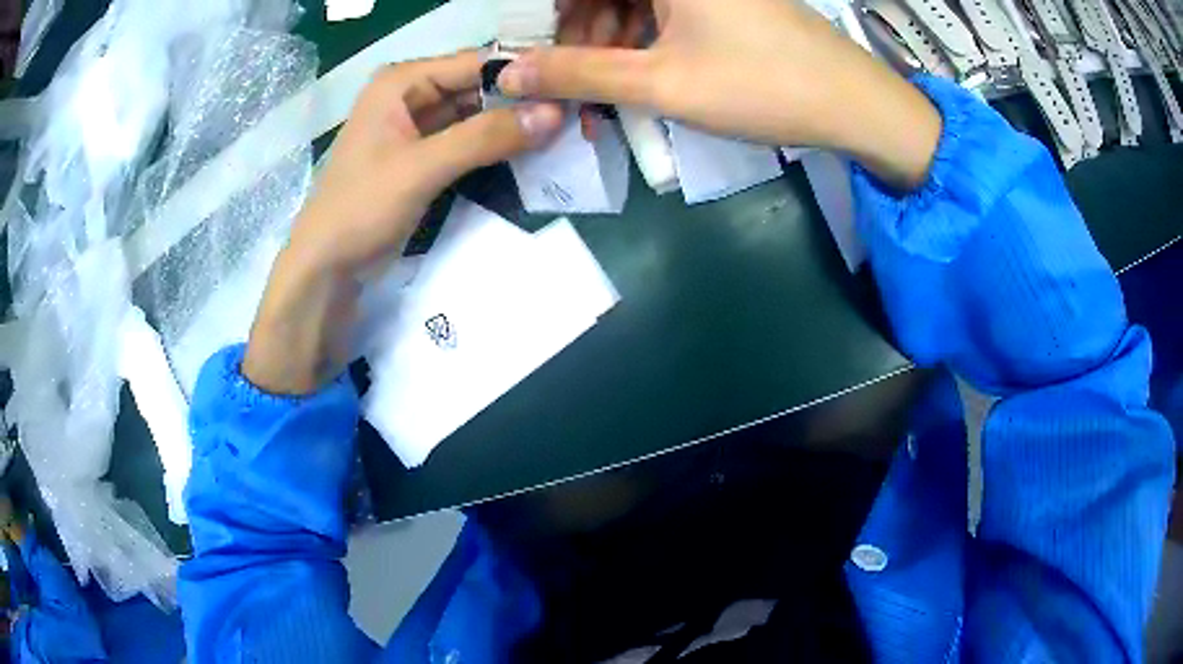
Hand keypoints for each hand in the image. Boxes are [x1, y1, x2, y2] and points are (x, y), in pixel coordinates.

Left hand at [243, 53, 562, 394]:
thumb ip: (486, 137)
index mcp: (401, 82)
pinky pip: (467, 140)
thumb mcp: (422, 167)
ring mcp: (416, 126)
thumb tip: (556, 113)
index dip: (524, 73)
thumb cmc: (360, 209)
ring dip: (512, 123)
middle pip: (477, 86)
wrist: (326, 269)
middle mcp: (410, 94)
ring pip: (475, 113)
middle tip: (578, 112)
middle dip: (521, 99)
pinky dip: (494, 145)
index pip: (475, 62)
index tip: (575, 86)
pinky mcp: (422, 156)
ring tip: (565, 129)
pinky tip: (531, 149)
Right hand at [500, 0, 941, 189]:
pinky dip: (644, 41)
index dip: (548, 14)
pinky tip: (641, 76)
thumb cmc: (761, 84)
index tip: (531, 54)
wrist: (856, 104)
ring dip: (609, 43)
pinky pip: (665, 12)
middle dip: (577, 33)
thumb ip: (579, 73)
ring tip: (603, 93)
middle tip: (568, 83)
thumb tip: (509, 75)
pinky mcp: (726, 3)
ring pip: (633, 3)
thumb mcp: (661, 82)